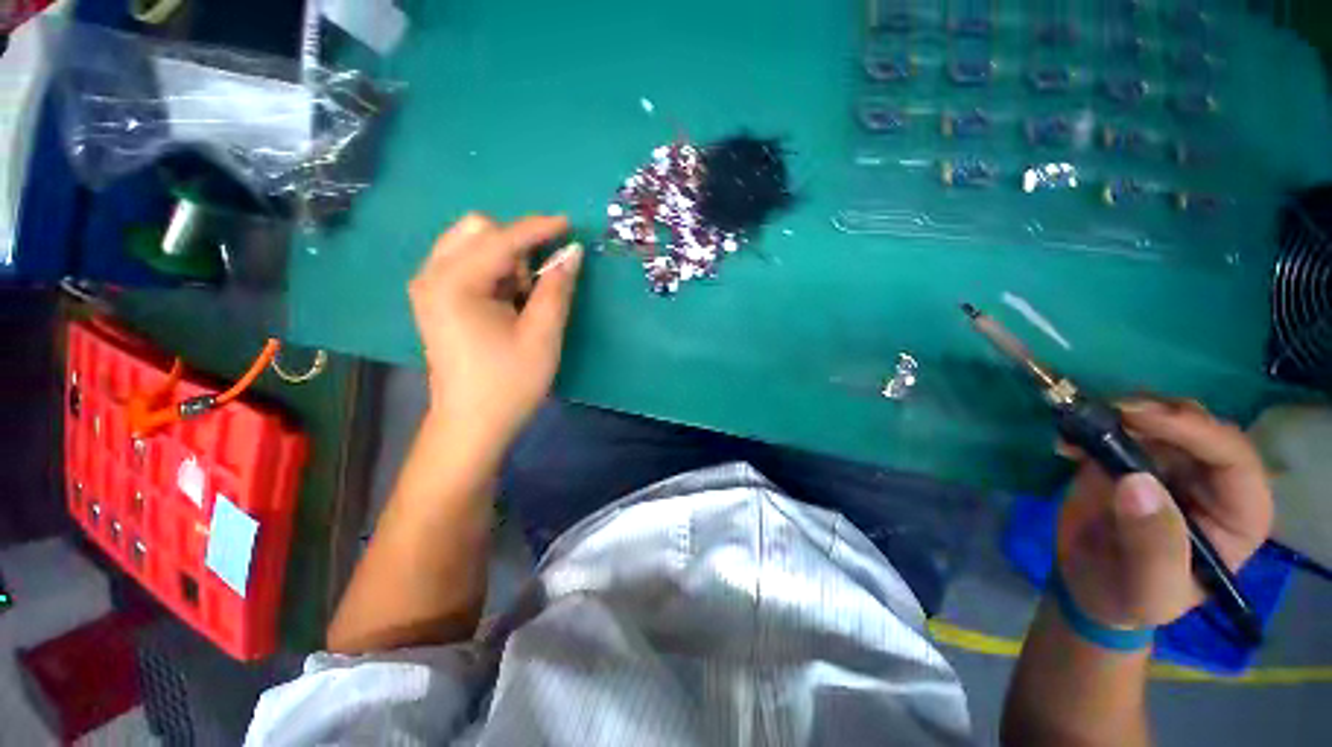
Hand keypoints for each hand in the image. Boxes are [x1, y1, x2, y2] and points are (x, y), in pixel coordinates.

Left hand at [408, 213, 581, 452]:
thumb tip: (572, 251)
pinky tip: (506, 301)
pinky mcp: (435, 299)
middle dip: (515, 246)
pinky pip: (466, 264)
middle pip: (477, 230)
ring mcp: (429, 286)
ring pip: (470, 244)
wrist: (471, 424)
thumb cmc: (509, 383)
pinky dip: (493, 271)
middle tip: (536, 283)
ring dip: (505, 259)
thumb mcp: (542, 335)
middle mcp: (432, 275)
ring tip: (521, 298)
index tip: (568, 224)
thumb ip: (557, 288)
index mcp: (455, 283)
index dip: (539, 228)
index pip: (502, 239)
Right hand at [1056, 399, 1272, 629]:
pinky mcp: (1129, 458)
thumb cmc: (1132, 598)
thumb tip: (1136, 483)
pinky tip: (1065, 441)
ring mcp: (1170, 465)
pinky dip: (1090, 424)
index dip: (1195, 431)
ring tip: (1077, 426)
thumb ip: (1152, 545)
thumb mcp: (1148, 588)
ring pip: (1161, 418)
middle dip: (1157, 413)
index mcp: (1236, 515)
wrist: (1090, 587)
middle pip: (1200, 428)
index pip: (1234, 459)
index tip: (1138, 418)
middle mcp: (1212, 481)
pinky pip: (1118, 428)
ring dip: (1120, 414)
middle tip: (1110, 412)